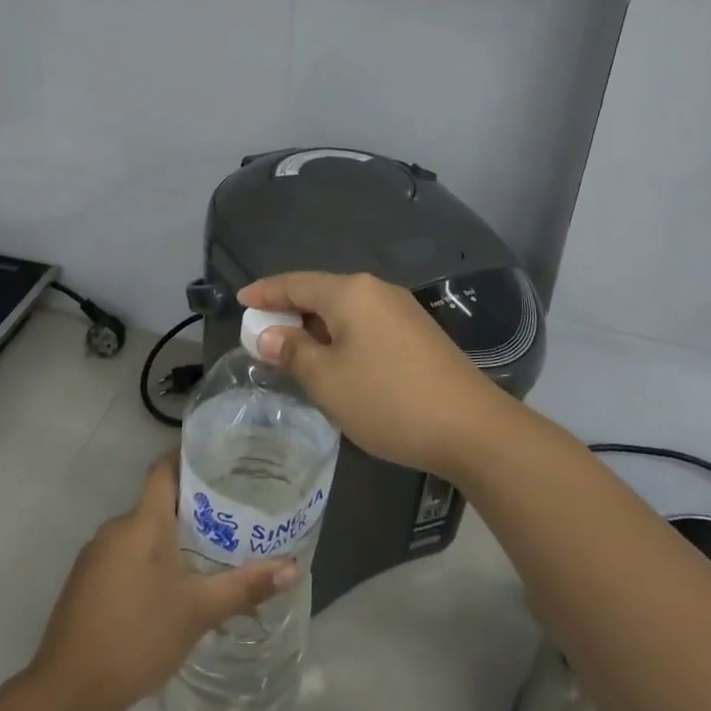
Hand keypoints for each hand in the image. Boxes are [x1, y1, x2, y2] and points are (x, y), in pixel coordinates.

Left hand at [28, 452, 294, 710]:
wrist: (68, 689)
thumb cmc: (138, 636)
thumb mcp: (199, 611)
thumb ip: (245, 586)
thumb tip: (293, 568)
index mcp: (143, 522)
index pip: (164, 469)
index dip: (188, 457)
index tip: (219, 458)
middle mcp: (116, 528)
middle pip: (156, 502)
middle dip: (190, 507)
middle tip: (229, 515)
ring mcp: (95, 555)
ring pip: (140, 533)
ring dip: (169, 539)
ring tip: (207, 553)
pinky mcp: (85, 582)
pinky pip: (124, 556)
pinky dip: (148, 561)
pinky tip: (168, 589)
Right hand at [238, 271, 512, 479]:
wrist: (471, 427)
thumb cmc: (387, 399)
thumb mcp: (327, 380)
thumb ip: (292, 351)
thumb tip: (268, 334)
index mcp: (350, 291)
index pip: (295, 283)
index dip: (264, 292)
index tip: (239, 301)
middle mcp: (377, 290)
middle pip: (321, 293)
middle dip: (289, 311)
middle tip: (260, 333)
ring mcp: (402, 310)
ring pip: (344, 310)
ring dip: (315, 327)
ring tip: (292, 350)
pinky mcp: (418, 334)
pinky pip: (365, 325)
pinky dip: (340, 337)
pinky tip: (334, 361)